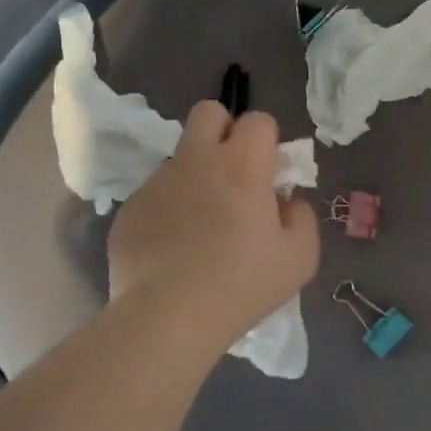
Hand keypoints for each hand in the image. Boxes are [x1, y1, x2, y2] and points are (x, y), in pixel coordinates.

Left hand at [109, 103, 319, 349]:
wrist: (169, 317)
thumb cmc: (244, 284)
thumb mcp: (300, 256)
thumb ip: (302, 217)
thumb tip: (286, 201)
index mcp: (242, 165)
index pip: (258, 120)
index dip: (268, 142)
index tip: (269, 176)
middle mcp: (196, 160)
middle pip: (208, 113)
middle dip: (224, 131)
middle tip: (233, 175)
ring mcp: (157, 183)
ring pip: (179, 159)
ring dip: (195, 177)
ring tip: (201, 228)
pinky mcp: (129, 209)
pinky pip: (154, 196)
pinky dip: (168, 212)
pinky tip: (173, 252)